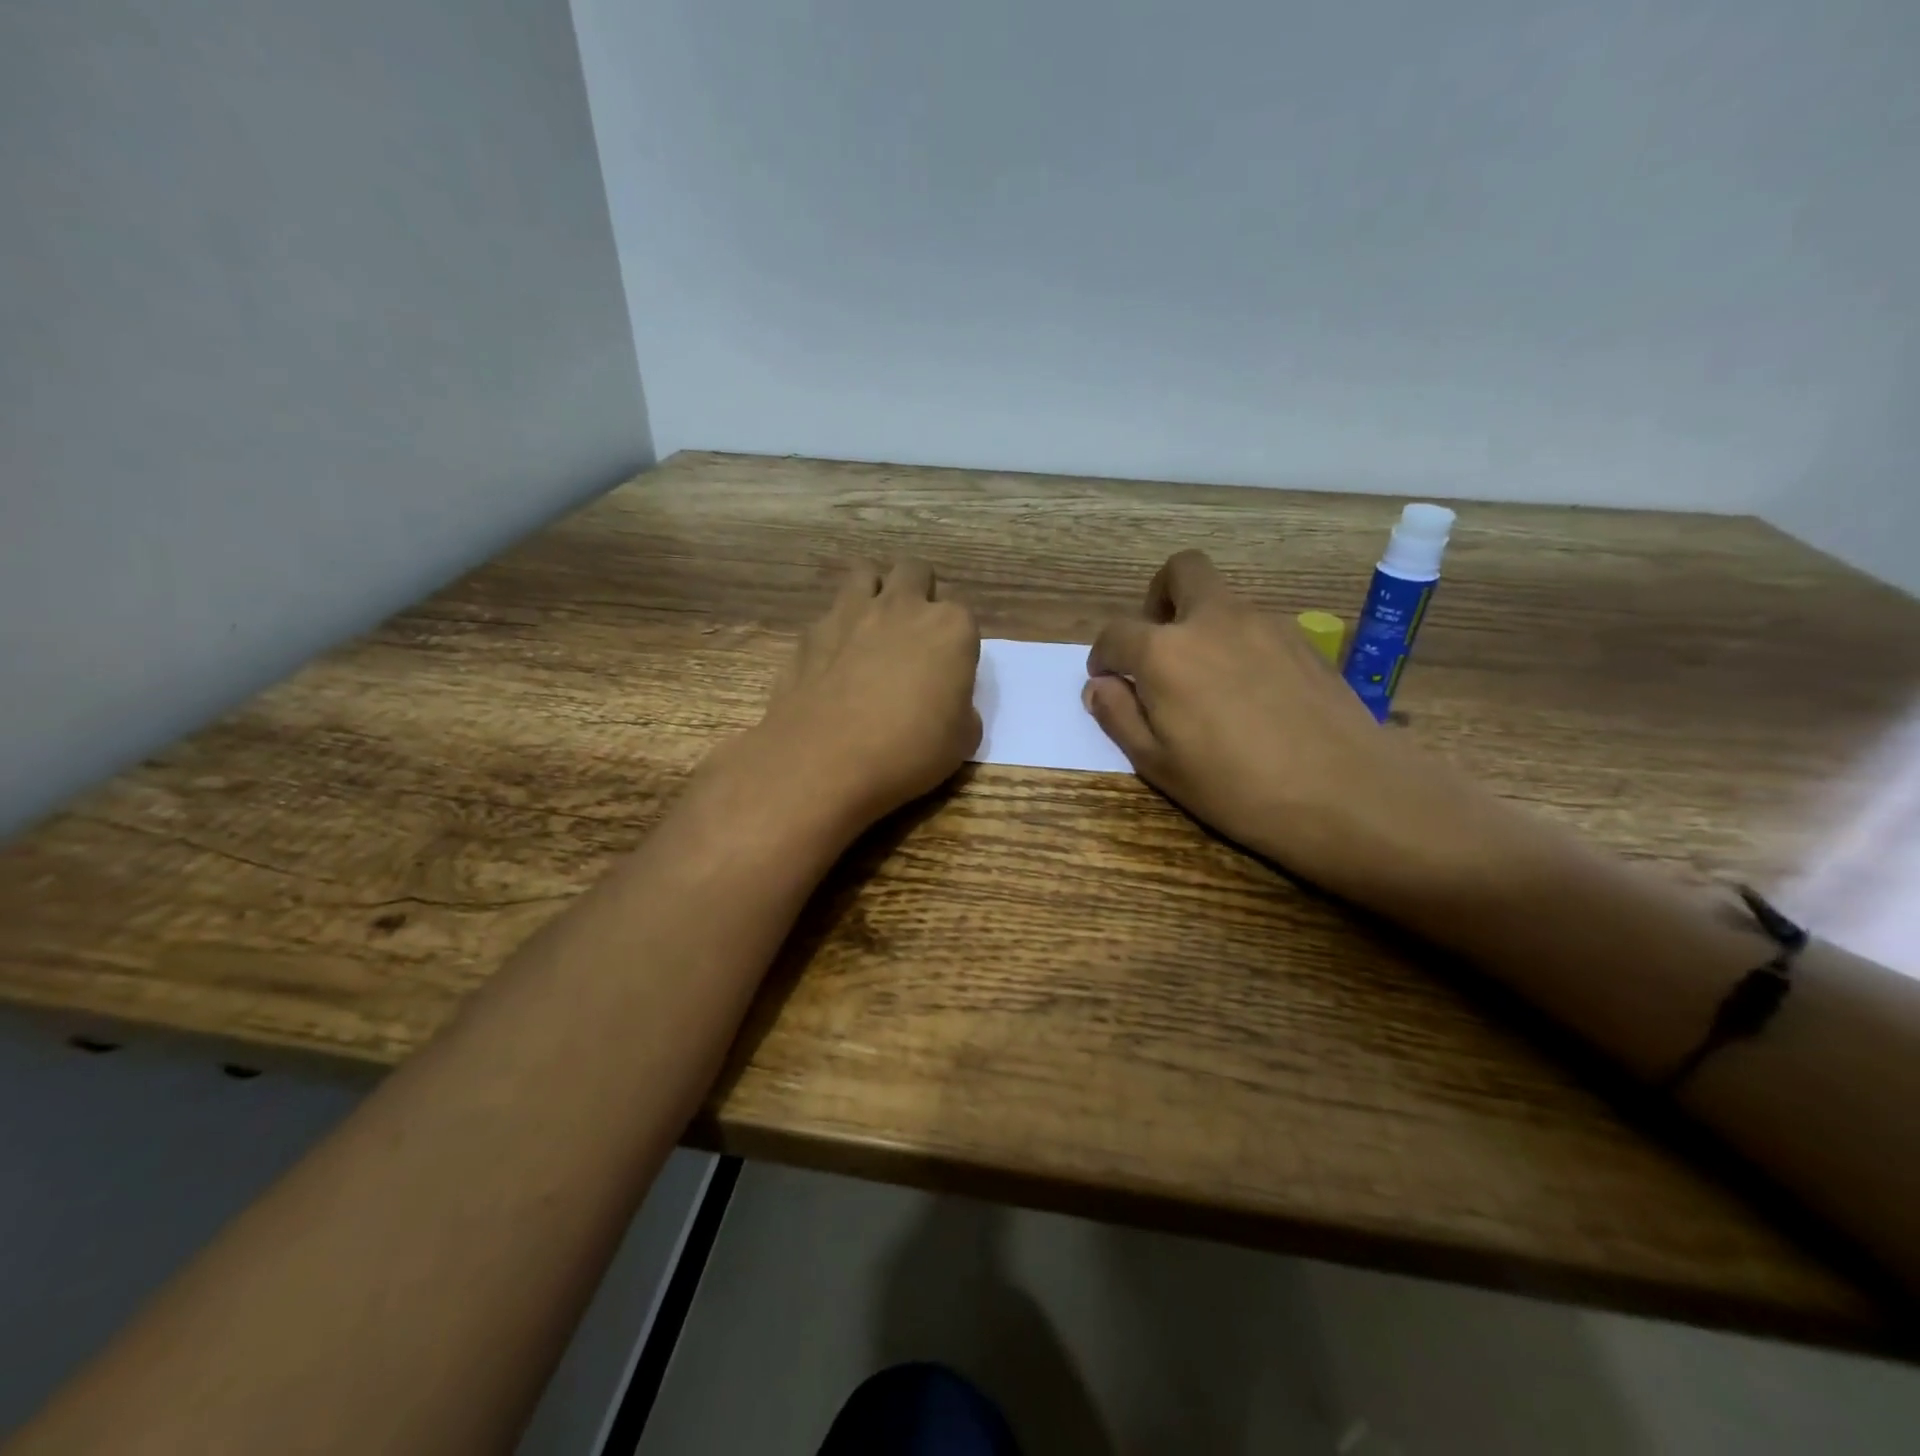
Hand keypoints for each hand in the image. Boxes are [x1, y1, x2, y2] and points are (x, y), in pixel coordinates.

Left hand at [727, 559, 980, 833]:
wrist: (824, 758)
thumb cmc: (907, 750)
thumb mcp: (961, 741)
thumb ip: (963, 709)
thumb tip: (949, 703)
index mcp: (950, 627)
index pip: (963, 617)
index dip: (956, 644)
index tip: (948, 673)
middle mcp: (902, 606)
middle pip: (915, 572)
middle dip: (918, 593)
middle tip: (914, 635)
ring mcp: (851, 613)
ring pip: (866, 573)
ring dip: (874, 592)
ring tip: (872, 629)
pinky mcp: (811, 632)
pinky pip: (829, 615)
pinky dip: (836, 630)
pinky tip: (833, 663)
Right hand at [1083, 551, 1480, 903]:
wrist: (1345, 793)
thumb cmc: (1236, 787)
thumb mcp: (1158, 764)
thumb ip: (1119, 716)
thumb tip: (1100, 686)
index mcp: (1166, 651)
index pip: (1116, 633)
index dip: (1103, 656)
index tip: (1108, 680)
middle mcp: (1213, 620)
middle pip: (1181, 571)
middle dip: (1158, 597)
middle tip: (1158, 646)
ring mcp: (1265, 624)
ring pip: (1222, 600)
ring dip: (1201, 624)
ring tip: (1207, 683)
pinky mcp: (1303, 640)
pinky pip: (1256, 625)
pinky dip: (1238, 643)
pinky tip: (1250, 694)